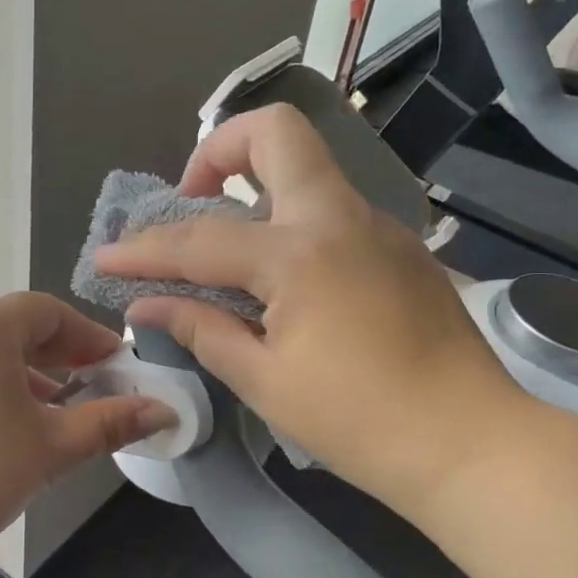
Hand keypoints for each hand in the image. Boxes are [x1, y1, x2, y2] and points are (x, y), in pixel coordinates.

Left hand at [0, 293, 173, 572]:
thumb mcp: (50, 449)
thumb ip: (110, 423)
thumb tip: (164, 411)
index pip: (47, 311)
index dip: (88, 335)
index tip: (117, 364)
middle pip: (12, 326)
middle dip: (58, 353)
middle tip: (92, 384)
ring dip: (22, 372)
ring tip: (52, 410)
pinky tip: (0, 426)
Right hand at [95, 104, 529, 518]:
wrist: (473, 445)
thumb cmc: (360, 423)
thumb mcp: (265, 382)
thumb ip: (202, 329)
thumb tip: (147, 304)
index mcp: (300, 253)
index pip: (200, 239)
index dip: (144, 250)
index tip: (104, 259)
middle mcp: (341, 218)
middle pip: (276, 133)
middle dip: (218, 151)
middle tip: (192, 201)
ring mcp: (379, 226)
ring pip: (307, 170)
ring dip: (256, 190)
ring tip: (229, 252)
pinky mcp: (400, 248)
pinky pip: (330, 210)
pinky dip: (289, 224)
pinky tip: (283, 283)